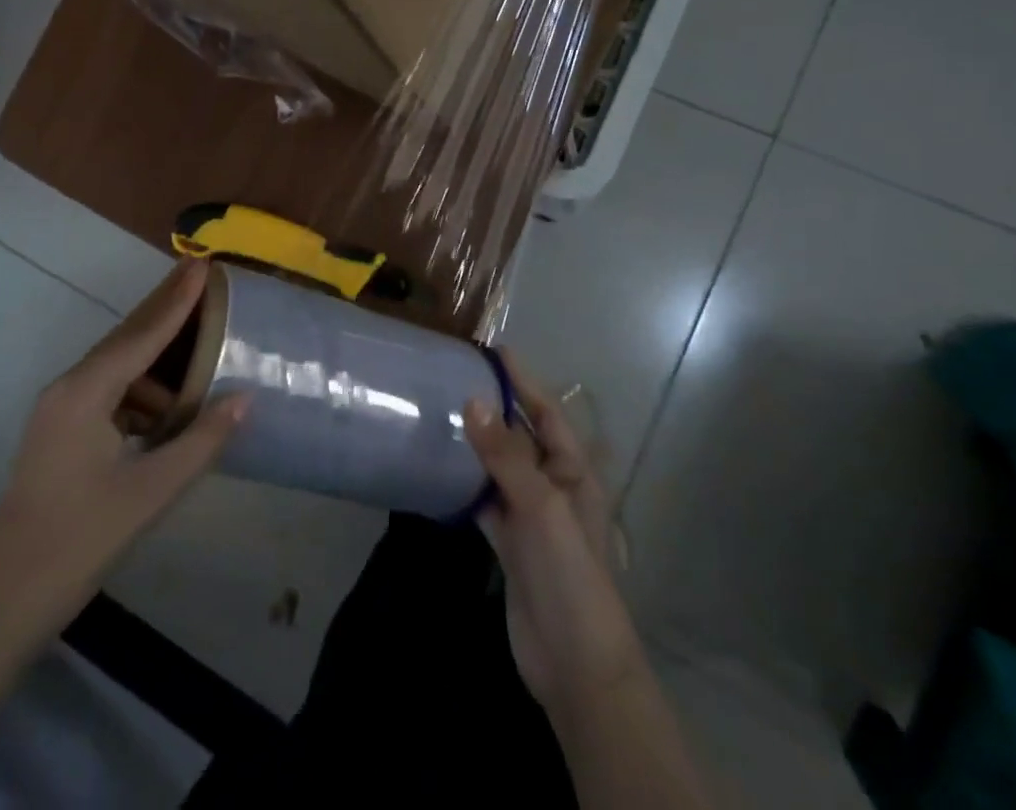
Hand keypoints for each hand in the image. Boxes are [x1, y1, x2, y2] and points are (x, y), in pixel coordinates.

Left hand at [0, 260, 245, 637]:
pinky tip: (170, 407)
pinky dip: (142, 390)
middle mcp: (69, 388)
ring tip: (199, 343)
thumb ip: (201, 441)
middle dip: (165, 308)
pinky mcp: (60, 434)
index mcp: (85, 393)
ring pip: (118, 366)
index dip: (177, 300)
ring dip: (157, 355)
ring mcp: (60, 411)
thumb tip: (245, 397)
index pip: (142, 334)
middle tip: (201, 276)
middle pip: (126, 338)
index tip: (203, 263)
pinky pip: (109, 393)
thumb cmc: (75, 544)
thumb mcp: (149, 493)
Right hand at [465, 351, 645, 719]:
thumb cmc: (570, 573)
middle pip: (522, 436)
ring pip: (500, 467)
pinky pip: (485, 500)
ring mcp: (531, 516)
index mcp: (574, 471)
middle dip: (496, 407)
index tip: (495, 350)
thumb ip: (505, 454)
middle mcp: (553, 486)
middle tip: (456, 376)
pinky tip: (440, 469)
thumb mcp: (540, 507)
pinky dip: (466, 484)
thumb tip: (472, 399)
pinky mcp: (510, 543)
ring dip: (477, 443)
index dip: (524, 381)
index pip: (547, 412)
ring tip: (442, 412)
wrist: (576, 665)